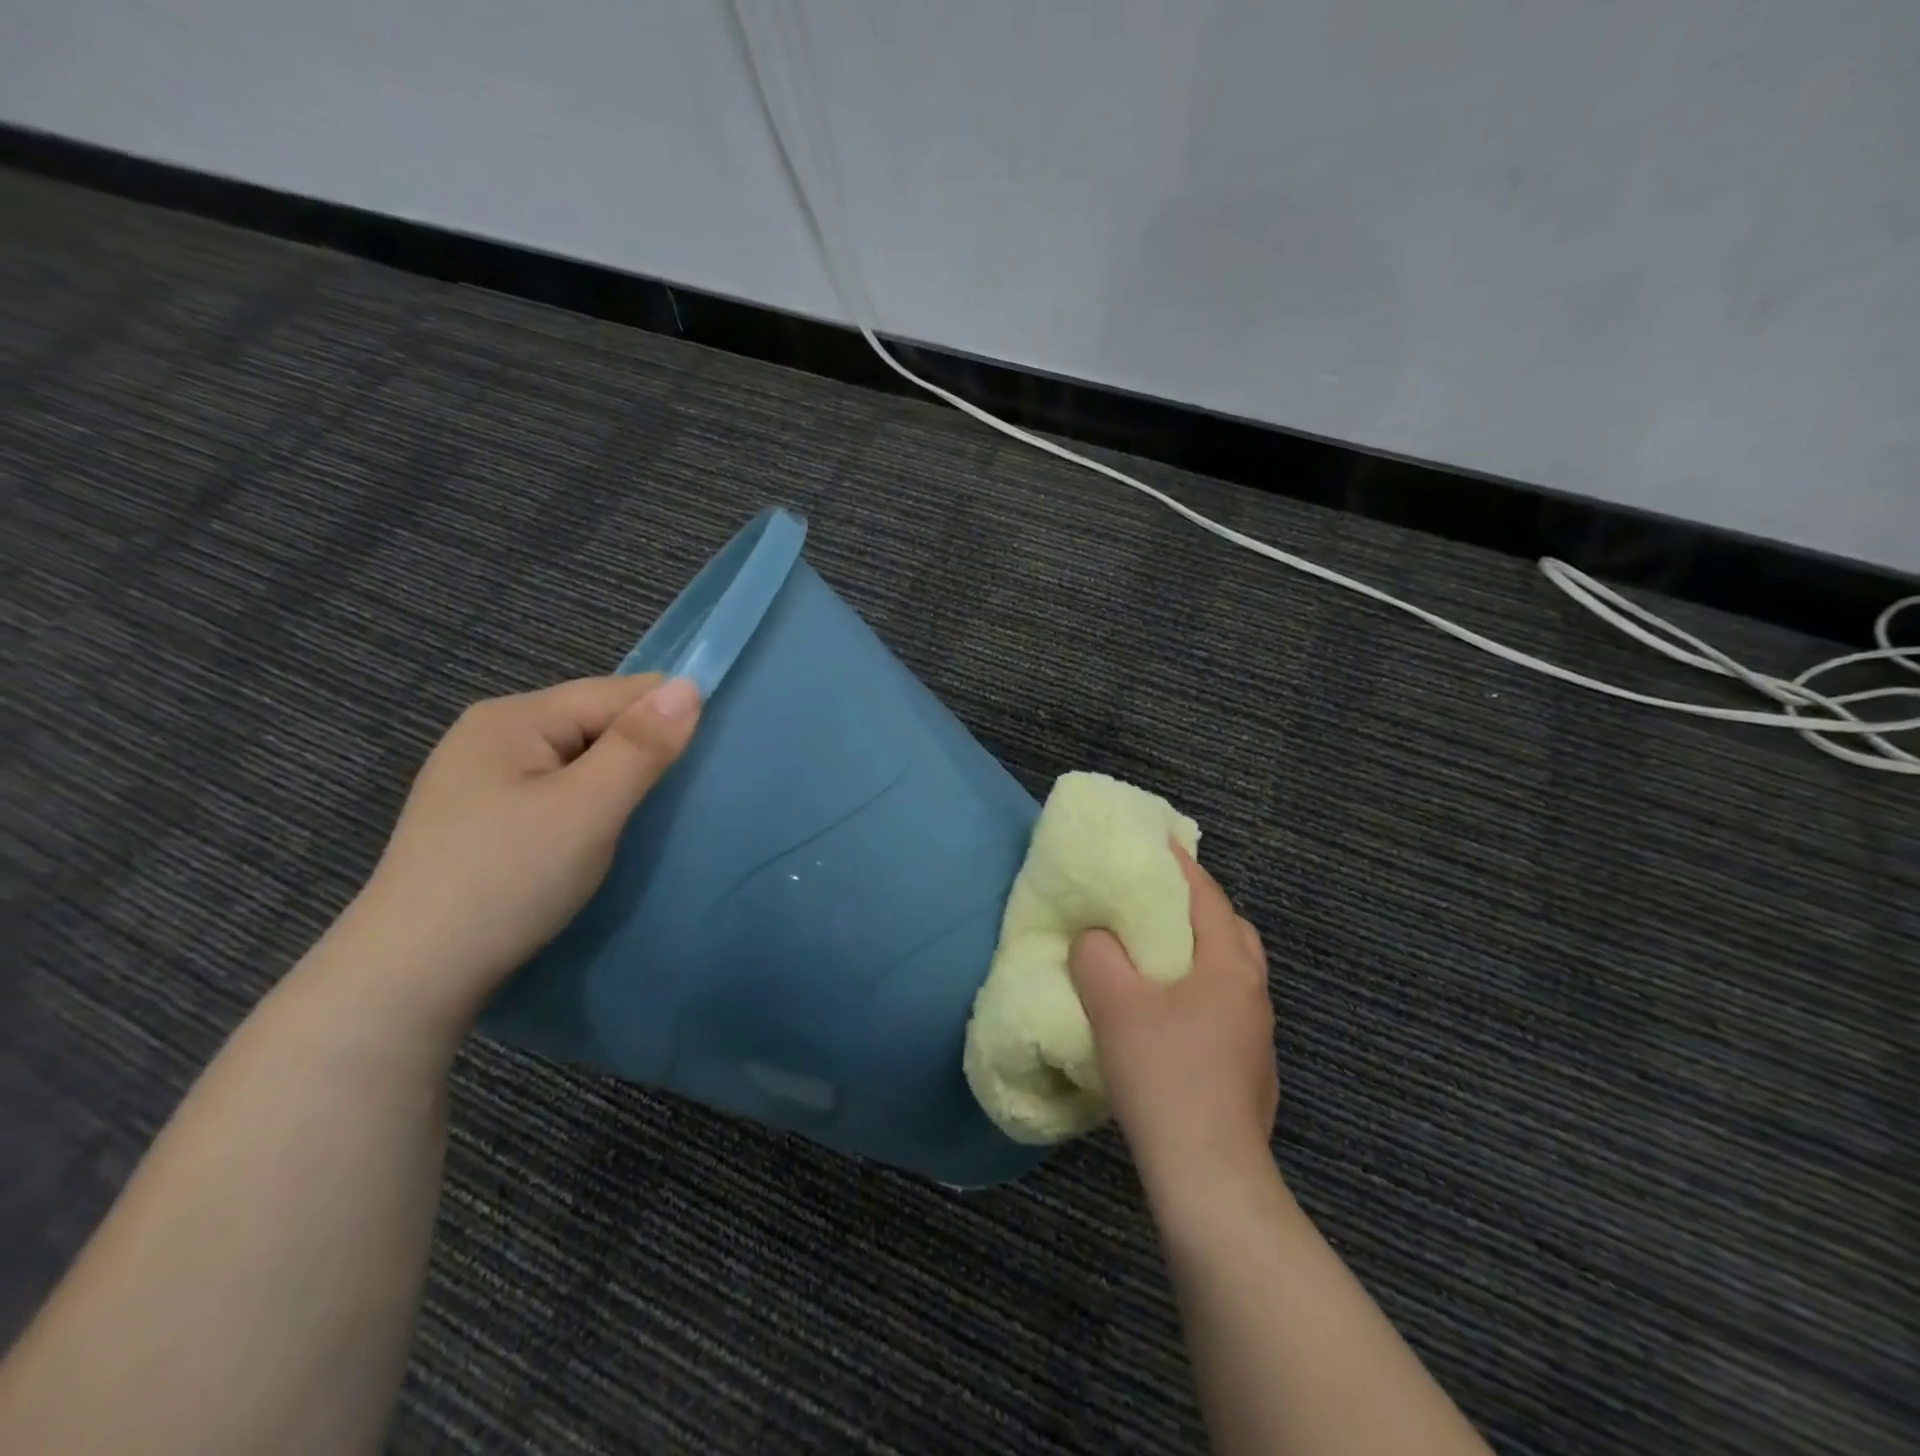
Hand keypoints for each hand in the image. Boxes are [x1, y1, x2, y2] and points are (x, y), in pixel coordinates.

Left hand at [339, 674, 700, 1035]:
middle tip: (670, 800)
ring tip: (634, 818)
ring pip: (574, 756)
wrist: (411, 975)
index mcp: (515, 716)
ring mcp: (477, 773)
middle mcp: (490, 731)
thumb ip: (641, 745)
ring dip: (612, 778)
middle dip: (636, 751)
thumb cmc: (510, 880)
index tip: (704, 760)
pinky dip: (583, 800)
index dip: (664, 718)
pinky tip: (587, 832)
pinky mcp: (476, 812)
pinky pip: (551, 785)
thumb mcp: (589, 809)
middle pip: (593, 720)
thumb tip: (690, 685)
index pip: (616, 692)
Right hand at [1070, 847, 1276, 1193]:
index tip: (1155, 842)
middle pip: (1230, 931)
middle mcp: (1253, 993)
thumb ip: (1097, 956)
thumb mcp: (1114, 1005)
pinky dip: (1200, 990)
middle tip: (1156, 902)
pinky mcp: (1250, 1069)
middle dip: (1196, 908)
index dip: (1180, 865)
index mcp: (1229, 966)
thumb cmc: (1163, 1075)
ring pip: (1230, 972)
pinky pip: (1225, 1006)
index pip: (1207, 897)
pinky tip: (1168, 1014)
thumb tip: (1095, 939)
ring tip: (1156, 955)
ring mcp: (1257, 1035)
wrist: (1208, 1175)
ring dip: (1199, 952)